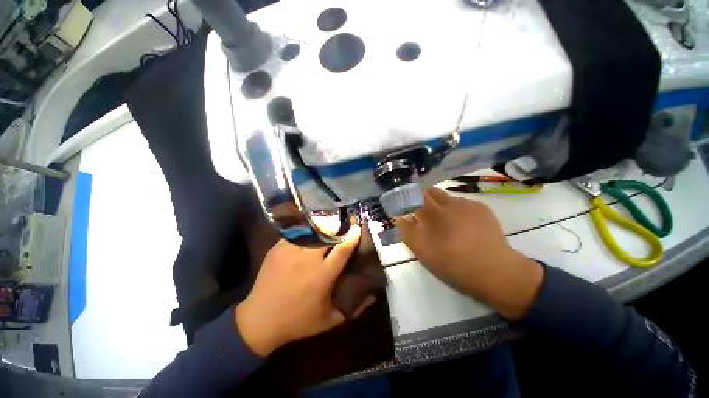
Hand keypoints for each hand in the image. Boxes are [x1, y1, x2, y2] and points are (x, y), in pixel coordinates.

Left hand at [235, 226, 374, 355]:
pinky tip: (310, 231)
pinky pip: (296, 233)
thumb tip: (373, 295)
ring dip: (323, 226)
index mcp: (322, 275)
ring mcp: (291, 251)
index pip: (342, 249)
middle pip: (327, 234)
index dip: (352, 236)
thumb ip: (354, 308)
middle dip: (338, 226)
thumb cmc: (297, 321)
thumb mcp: (329, 320)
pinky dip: (306, 230)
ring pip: (311, 230)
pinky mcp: (278, 248)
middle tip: (344, 223)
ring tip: (329, 223)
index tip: (358, 228)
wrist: (259, 320)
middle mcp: (307, 259)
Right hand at [396, 187, 542, 318]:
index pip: (414, 195)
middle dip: (423, 201)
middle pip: (430, 192)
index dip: (408, 199)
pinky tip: (463, 227)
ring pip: (446, 198)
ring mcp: (467, 204)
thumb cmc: (453, 263)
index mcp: (433, 212)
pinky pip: (462, 203)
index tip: (407, 209)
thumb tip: (401, 217)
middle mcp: (449, 202)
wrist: (496, 272)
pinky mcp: (481, 208)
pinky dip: (456, 211)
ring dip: (441, 206)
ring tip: (446, 224)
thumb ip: (407, 231)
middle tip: (425, 217)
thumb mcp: (422, 251)